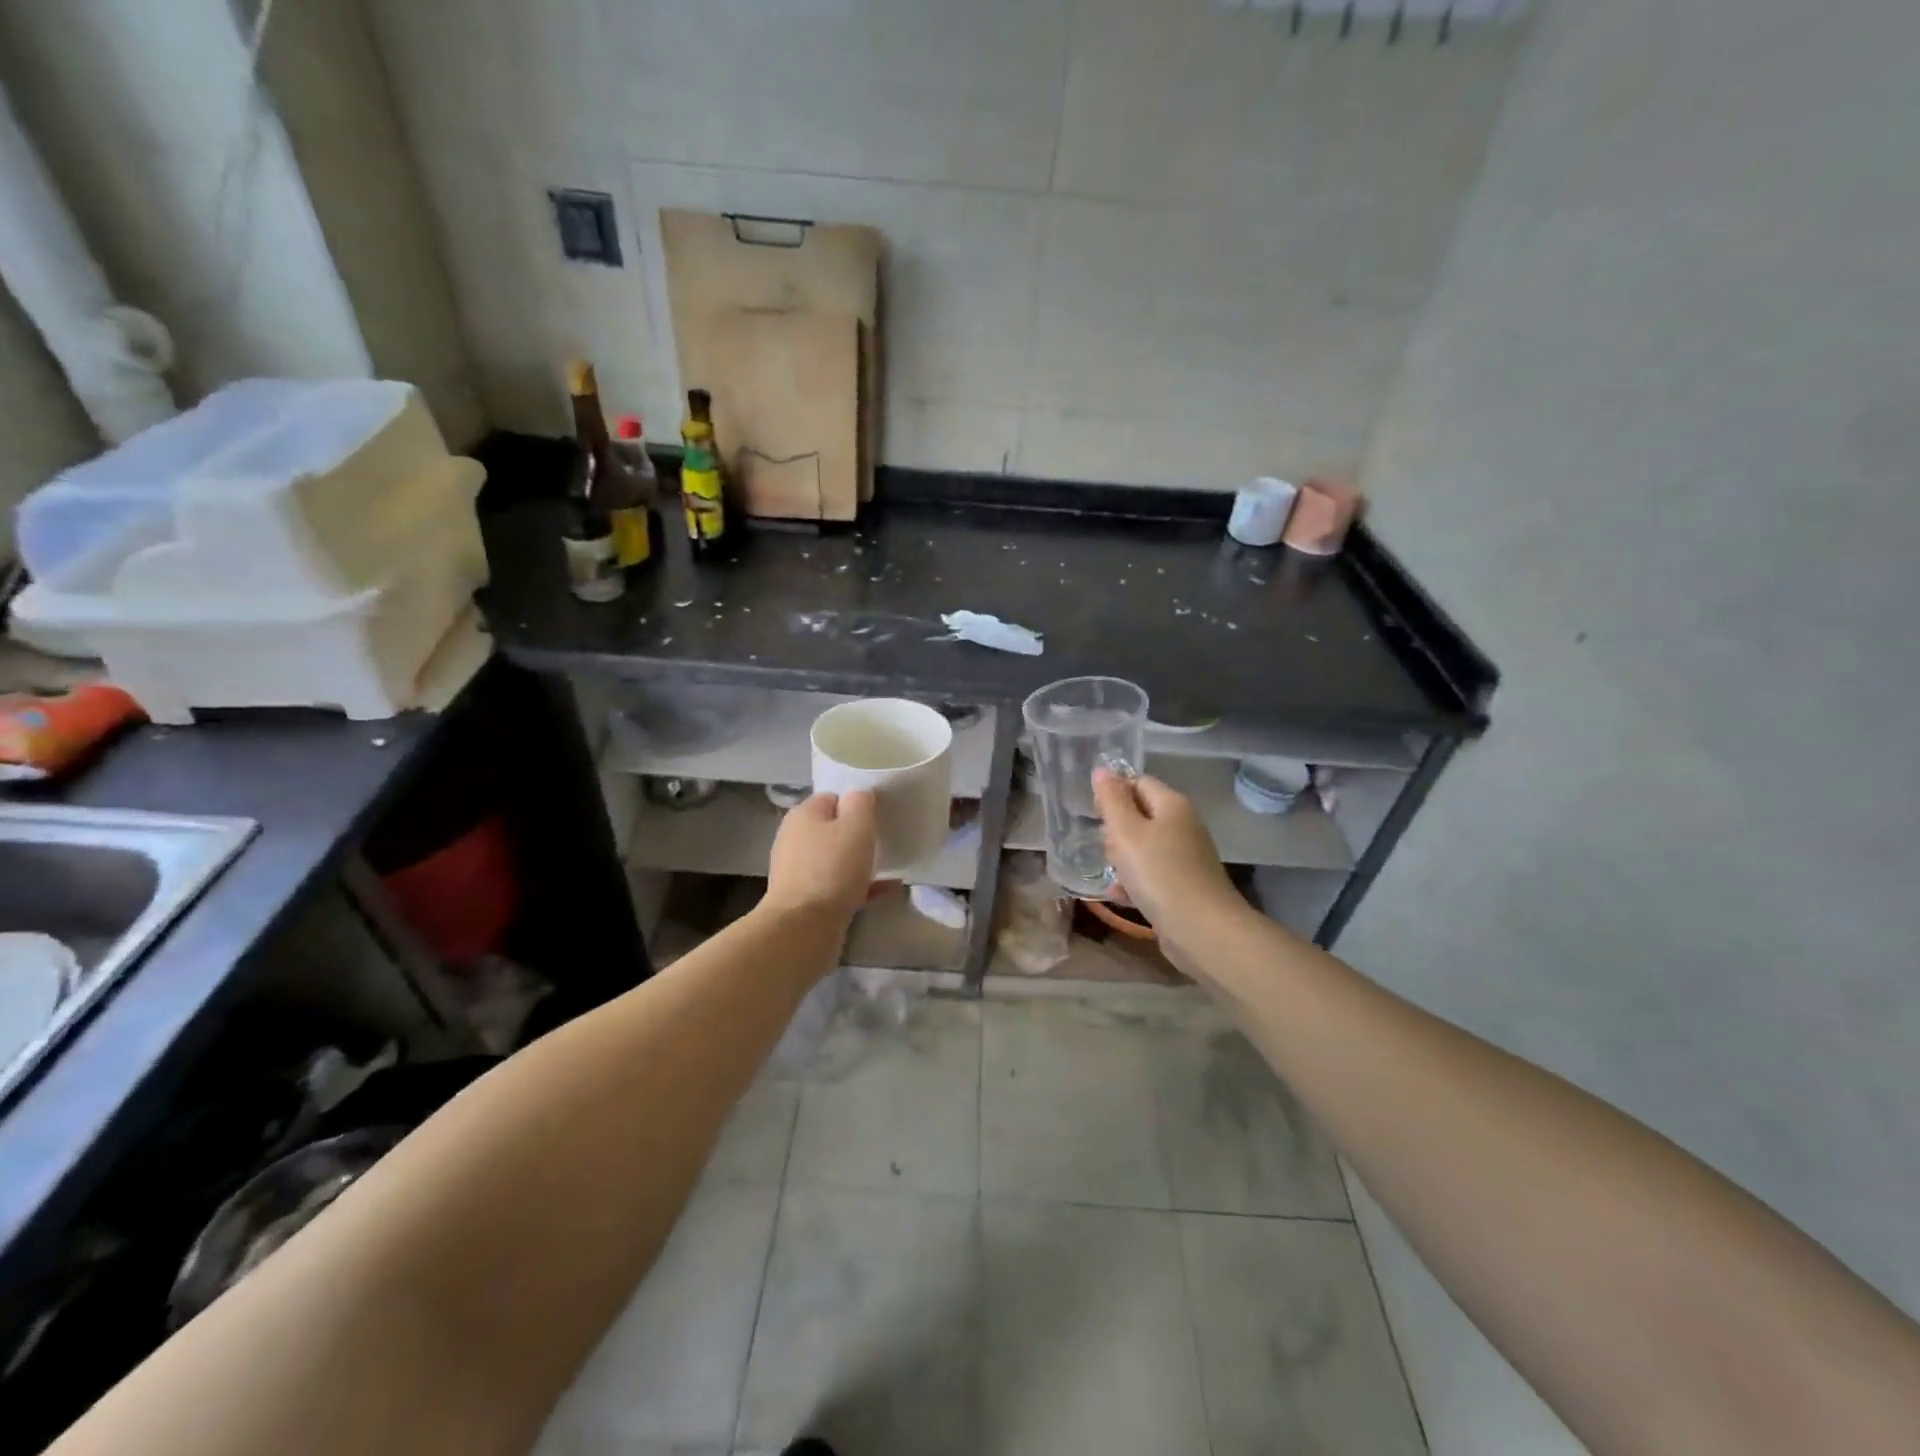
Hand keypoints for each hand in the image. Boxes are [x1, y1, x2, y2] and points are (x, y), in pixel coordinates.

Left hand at [764, 790, 878, 920]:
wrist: (803, 928)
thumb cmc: (832, 869)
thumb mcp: (856, 826)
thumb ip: (861, 803)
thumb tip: (859, 797)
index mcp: (803, 815)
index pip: (832, 797)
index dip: (856, 804)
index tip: (877, 817)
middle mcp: (795, 839)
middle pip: (831, 829)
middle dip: (857, 835)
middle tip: (882, 842)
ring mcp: (798, 871)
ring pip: (835, 859)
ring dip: (858, 862)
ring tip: (888, 866)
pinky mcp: (805, 899)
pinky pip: (838, 885)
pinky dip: (859, 885)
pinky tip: (886, 889)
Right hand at [1094, 769, 1238, 934]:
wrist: (1202, 930)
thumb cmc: (1160, 874)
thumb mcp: (1127, 832)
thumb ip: (1112, 800)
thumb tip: (1103, 770)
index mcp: (1172, 805)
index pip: (1138, 782)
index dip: (1113, 794)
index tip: (1094, 815)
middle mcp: (1183, 826)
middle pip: (1140, 815)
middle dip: (1116, 831)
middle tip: (1105, 848)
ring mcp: (1186, 858)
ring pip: (1143, 848)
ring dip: (1122, 860)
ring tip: (1111, 874)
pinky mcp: (1184, 886)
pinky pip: (1152, 875)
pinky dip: (1135, 882)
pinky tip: (1120, 896)